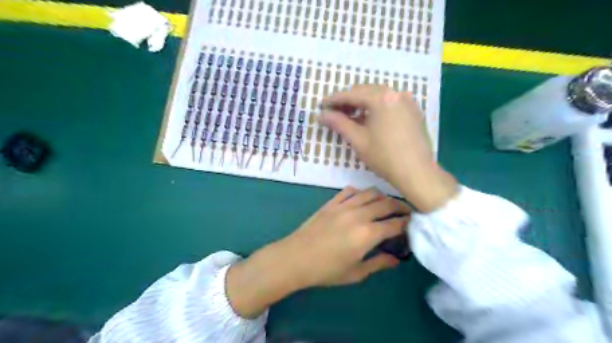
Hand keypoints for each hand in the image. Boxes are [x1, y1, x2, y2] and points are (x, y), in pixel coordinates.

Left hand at [226, 187, 410, 317]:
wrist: (296, 258)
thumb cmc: (326, 270)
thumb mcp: (356, 273)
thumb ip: (379, 263)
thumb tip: (396, 259)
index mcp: (367, 234)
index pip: (395, 223)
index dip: (407, 223)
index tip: (412, 223)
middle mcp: (359, 215)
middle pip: (386, 203)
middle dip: (400, 206)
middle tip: (405, 211)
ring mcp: (344, 205)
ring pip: (370, 193)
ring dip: (382, 196)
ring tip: (386, 204)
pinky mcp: (332, 202)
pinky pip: (350, 190)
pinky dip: (361, 192)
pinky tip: (362, 199)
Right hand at [323, 83, 455, 211]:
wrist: (417, 173)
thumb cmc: (384, 157)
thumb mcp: (358, 140)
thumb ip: (339, 123)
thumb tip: (323, 114)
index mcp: (381, 97)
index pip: (352, 94)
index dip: (335, 99)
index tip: (322, 104)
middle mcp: (396, 93)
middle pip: (366, 91)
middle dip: (349, 100)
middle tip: (335, 112)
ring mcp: (407, 101)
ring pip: (379, 96)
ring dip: (363, 103)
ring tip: (351, 117)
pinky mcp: (414, 111)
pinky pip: (390, 103)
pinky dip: (377, 107)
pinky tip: (370, 119)